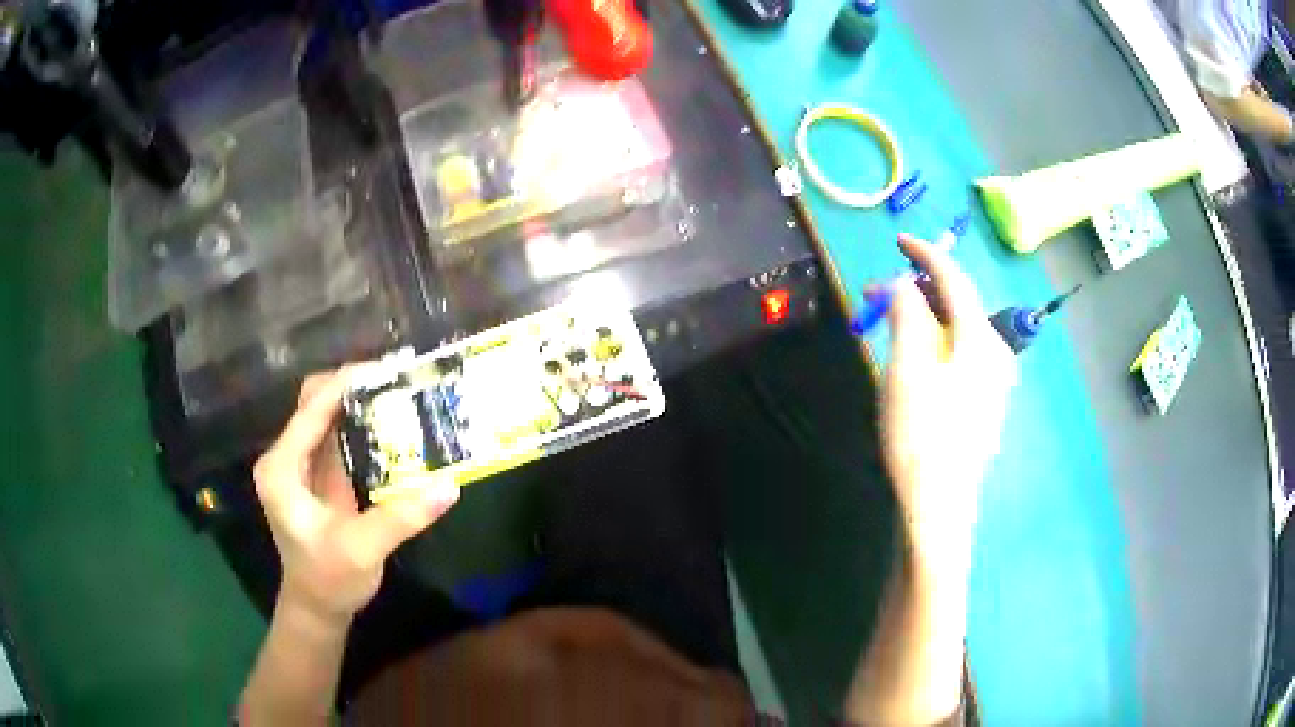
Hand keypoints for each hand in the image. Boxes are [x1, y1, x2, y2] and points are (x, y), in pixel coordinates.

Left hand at [253, 369, 459, 626]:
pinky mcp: (317, 473)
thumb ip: (402, 517)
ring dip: (357, 400)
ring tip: (397, 390)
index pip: (310, 412)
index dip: (343, 385)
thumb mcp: (363, 549)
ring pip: (325, 414)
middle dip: (351, 386)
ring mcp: (300, 464)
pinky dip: (360, 422)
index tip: (384, 368)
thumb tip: (450, 486)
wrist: (318, 605)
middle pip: (314, 402)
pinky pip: (336, 433)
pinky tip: (389, 420)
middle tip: (395, 379)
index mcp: (282, 469)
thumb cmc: (329, 579)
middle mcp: (285, 458)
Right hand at [879, 235, 1015, 577]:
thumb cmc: (921, 433)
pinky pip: (962, 355)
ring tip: (892, 325)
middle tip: (881, 294)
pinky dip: (937, 343)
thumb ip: (907, 311)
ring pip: (959, 331)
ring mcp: (995, 381)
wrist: (939, 504)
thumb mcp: (906, 365)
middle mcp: (996, 352)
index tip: (899, 241)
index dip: (925, 254)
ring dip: (926, 318)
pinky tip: (916, 360)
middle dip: (921, 290)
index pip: (954, 278)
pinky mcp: (986, 403)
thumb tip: (904, 284)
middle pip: (959, 304)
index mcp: (981, 337)